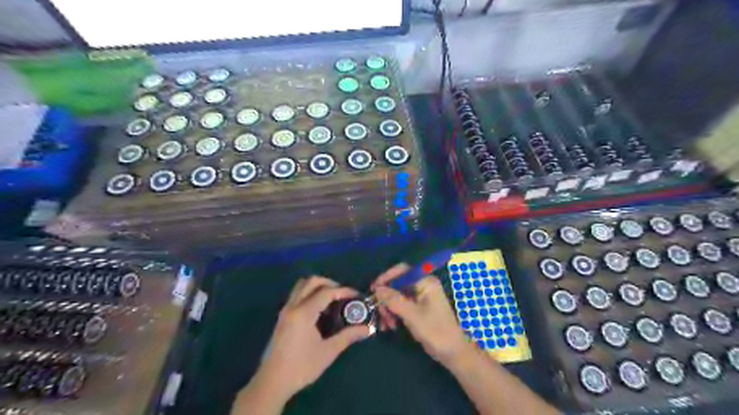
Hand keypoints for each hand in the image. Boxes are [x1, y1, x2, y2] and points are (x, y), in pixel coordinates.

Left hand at [257, 277, 372, 399]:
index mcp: (304, 313)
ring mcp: (285, 310)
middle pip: (311, 281)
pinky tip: (320, 310)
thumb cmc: (301, 367)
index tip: (357, 296)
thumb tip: (368, 329)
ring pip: (301, 286)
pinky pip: (297, 295)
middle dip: (330, 283)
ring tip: (332, 299)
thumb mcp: (328, 352)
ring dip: (318, 286)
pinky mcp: (282, 317)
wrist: (272, 383)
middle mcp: (293, 306)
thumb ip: (348, 336)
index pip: (326, 292)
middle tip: (343, 294)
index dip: (344, 290)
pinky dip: (310, 293)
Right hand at [373, 264, 469, 363]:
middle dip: (387, 298)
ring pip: (397, 296)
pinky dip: (394, 313)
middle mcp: (423, 286)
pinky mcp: (419, 308)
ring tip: (386, 325)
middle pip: (397, 284)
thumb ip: (394, 300)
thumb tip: (377, 289)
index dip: (386, 277)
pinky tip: (391, 326)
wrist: (453, 352)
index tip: (373, 289)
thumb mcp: (412, 315)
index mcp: (425, 282)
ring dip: (389, 308)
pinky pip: (402, 305)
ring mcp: (421, 297)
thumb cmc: (435, 331)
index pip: (402, 270)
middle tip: (379, 313)